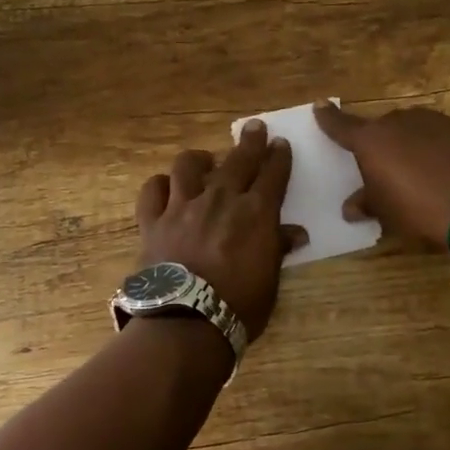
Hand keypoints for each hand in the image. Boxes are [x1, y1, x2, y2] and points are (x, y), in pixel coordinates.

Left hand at [135, 120, 305, 341]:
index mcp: (256, 213)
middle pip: (238, 160)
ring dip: (199, 158)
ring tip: (204, 159)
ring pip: (188, 166)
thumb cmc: (239, 307)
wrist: (186, 321)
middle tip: (254, 128)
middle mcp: (220, 199)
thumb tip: (296, 234)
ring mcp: (183, 206)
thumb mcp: (270, 281)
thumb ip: (278, 249)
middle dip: (249, 142)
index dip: (279, 157)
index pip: (273, 175)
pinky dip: (159, 185)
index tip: (280, 143)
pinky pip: (152, 191)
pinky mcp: (153, 221)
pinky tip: (165, 187)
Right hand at [313, 101, 449, 250]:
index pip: (342, 126)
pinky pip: (447, 139)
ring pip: (418, 130)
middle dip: (383, 144)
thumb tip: (351, 207)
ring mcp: (440, 121)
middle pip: (384, 129)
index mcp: (373, 140)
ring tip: (422, 173)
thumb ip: (367, 204)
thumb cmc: (421, 208)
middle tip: (386, 167)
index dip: (329, 119)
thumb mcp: (388, 213)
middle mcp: (403, 122)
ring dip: (415, 147)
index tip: (320, 106)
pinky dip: (444, 152)